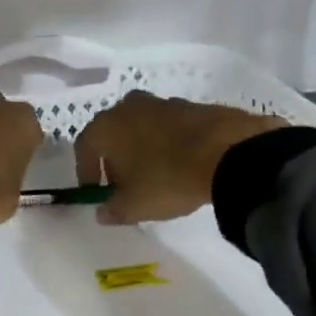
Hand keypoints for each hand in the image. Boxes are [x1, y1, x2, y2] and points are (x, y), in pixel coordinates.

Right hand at [74, 91, 286, 224]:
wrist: (230, 154)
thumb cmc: (168, 179)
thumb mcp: (135, 205)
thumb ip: (113, 209)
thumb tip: (102, 212)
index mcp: (108, 126)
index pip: (84, 145)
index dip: (85, 170)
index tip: (95, 191)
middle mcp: (131, 107)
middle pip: (113, 132)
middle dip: (114, 158)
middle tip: (124, 184)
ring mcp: (164, 103)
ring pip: (142, 126)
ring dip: (142, 148)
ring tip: (155, 175)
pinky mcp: (194, 106)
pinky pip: (170, 127)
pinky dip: (169, 143)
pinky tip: (182, 164)